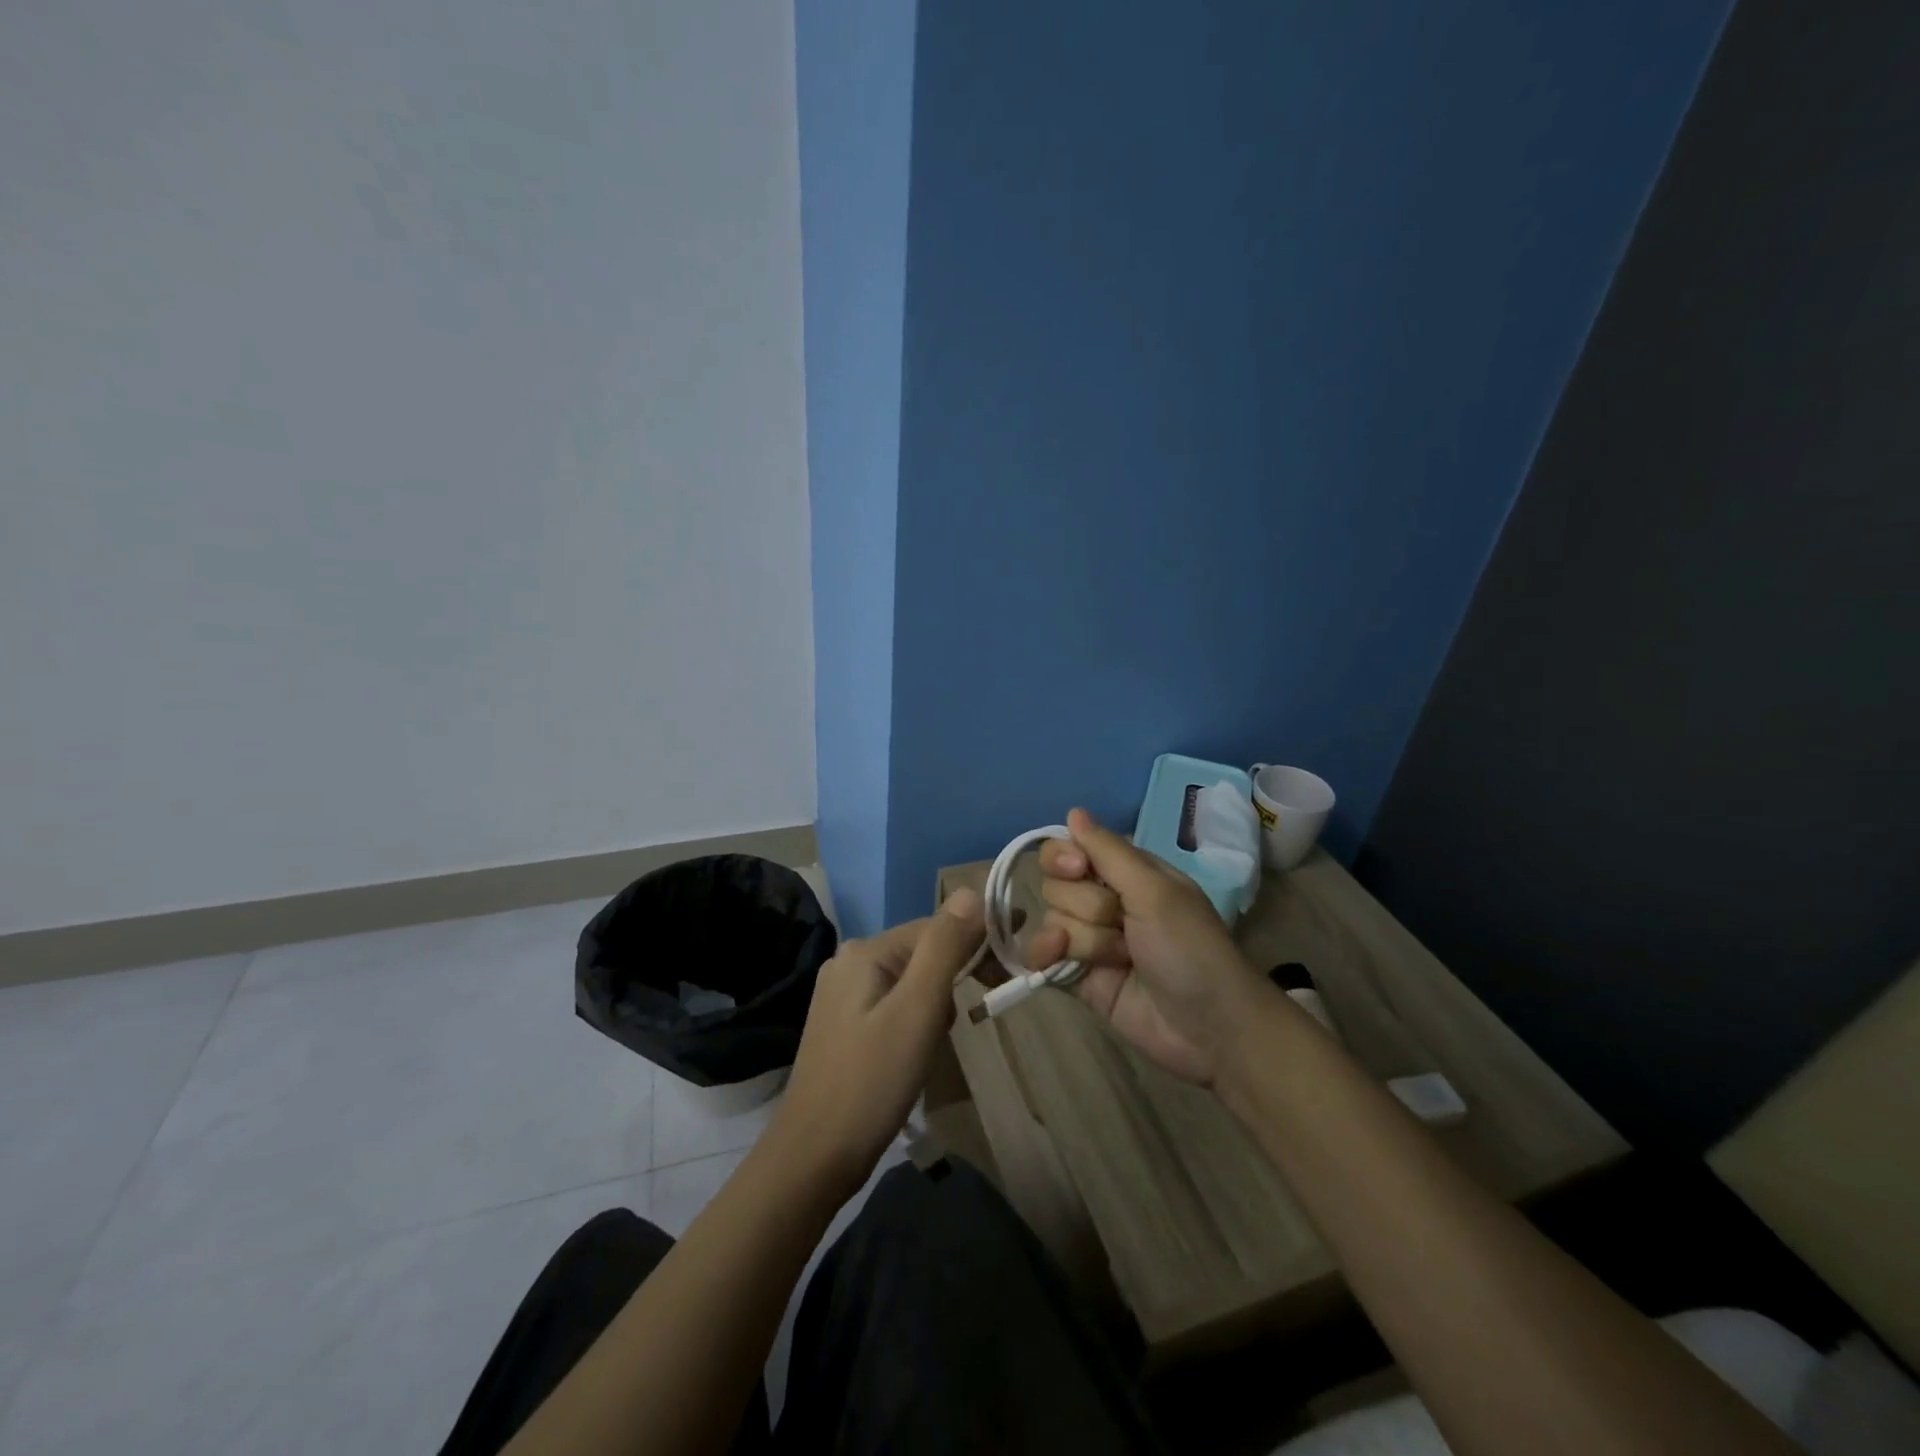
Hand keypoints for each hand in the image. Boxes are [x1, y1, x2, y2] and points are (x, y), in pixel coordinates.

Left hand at [772, 889, 984, 1192]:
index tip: (1016, 955)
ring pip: (912, 979)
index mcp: (865, 951)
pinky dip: (919, 1016)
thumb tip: (970, 890)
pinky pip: (896, 1003)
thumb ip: (945, 947)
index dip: (979, 936)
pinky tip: (921, 1049)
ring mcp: (843, 994)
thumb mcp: (918, 1009)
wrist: (815, 1157)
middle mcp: (850, 962)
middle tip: (991, 998)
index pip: (936, 927)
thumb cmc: (872, 1080)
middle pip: (923, 951)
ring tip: (945, 1038)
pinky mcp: (845, 1024)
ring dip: (939, 1000)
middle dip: (958, 972)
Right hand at [1027, 809, 1267, 1085]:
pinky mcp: (1078, 976)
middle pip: (1057, 884)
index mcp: (1127, 873)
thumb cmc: (1191, 949)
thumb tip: (1073, 811)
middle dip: (1086, 906)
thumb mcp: (1156, 892)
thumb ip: (1109, 852)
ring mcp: (1090, 940)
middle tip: (1122, 924)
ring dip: (1085, 939)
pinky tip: (1058, 959)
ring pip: (1052, 920)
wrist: (1210, 1028)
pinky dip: (1045, 954)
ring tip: (1120, 959)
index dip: (1065, 857)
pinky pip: (1041, 954)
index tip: (1078, 869)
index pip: (1071, 848)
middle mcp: (1104, 900)